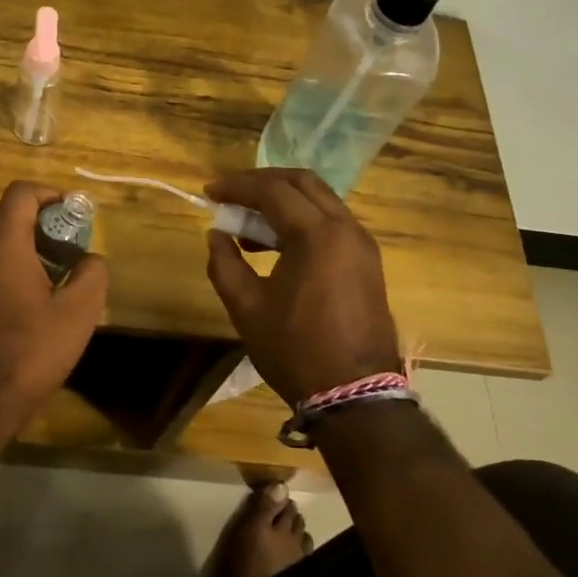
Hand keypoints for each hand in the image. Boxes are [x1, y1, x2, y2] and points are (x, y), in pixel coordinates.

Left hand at [0, 182, 108, 433]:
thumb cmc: (26, 353)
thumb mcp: (77, 315)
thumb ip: (91, 276)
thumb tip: (90, 260)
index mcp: (1, 243)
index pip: (21, 194)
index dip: (50, 195)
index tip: (73, 214)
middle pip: (4, 213)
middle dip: (38, 220)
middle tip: (67, 245)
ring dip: (20, 243)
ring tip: (50, 271)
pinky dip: (3, 264)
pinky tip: (25, 298)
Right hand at [203, 168, 403, 408]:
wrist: (355, 394)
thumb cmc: (296, 350)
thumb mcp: (247, 308)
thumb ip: (225, 264)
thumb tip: (216, 235)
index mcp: (317, 235)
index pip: (272, 191)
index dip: (237, 187)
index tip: (210, 192)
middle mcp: (346, 228)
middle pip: (302, 182)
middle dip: (263, 182)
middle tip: (231, 195)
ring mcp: (362, 244)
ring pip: (320, 201)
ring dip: (284, 201)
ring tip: (248, 224)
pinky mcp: (367, 262)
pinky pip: (332, 223)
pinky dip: (303, 220)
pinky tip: (277, 244)